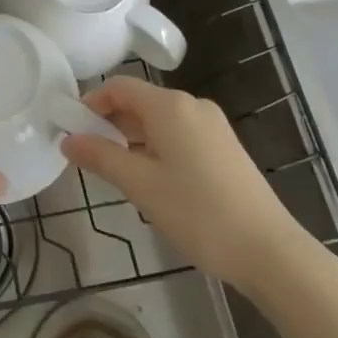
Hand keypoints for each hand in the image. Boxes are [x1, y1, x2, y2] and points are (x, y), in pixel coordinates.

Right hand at [62, 76, 310, 290]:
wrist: (269, 250)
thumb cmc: (198, 213)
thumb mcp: (141, 186)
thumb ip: (101, 158)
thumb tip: (68, 140)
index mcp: (170, 106)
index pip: (119, 86)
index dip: (91, 102)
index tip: (71, 128)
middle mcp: (192, 105)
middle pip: (140, 101)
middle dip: (110, 123)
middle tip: (88, 156)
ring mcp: (213, 126)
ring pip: (160, 120)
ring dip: (133, 138)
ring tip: (116, 172)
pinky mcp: (225, 147)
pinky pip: (180, 134)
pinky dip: (157, 147)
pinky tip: (152, 180)